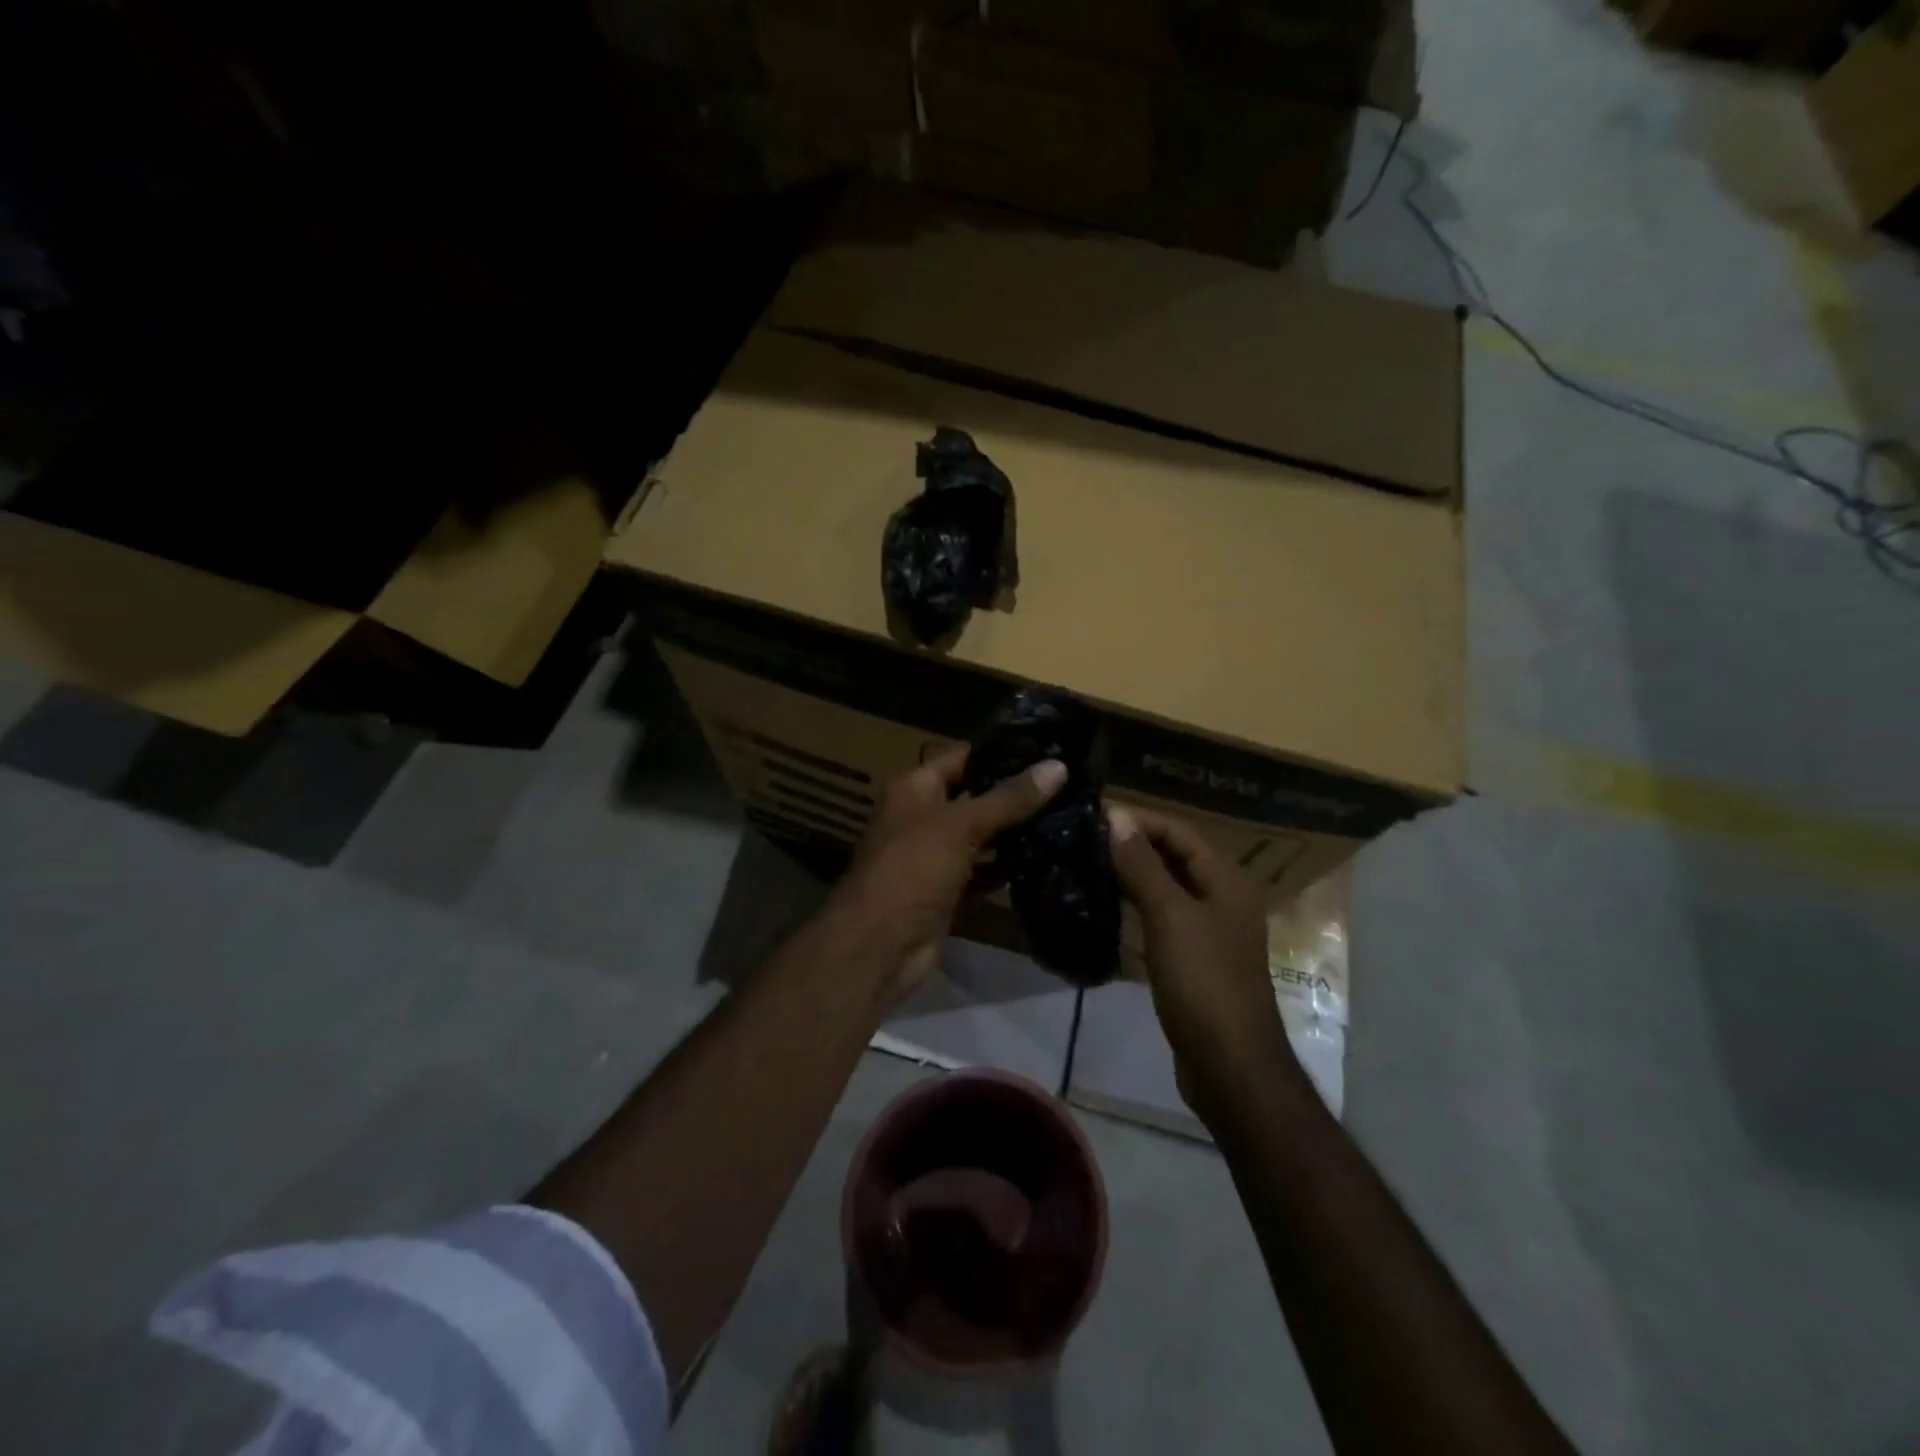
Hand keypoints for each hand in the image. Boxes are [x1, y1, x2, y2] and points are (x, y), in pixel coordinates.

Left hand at [832, 746, 1066, 1005]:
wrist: (881, 945)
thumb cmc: (913, 869)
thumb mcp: (961, 825)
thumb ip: (1009, 798)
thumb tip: (1059, 767)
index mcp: (915, 788)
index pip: (962, 757)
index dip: (1001, 752)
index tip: (1048, 747)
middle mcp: (923, 816)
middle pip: (975, 796)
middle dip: (1015, 793)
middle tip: (1068, 783)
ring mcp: (935, 855)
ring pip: (981, 835)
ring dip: (1015, 831)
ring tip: (1066, 815)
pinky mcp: (948, 890)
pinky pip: (983, 871)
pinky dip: (1007, 867)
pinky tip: (1045, 858)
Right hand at [1107, 806, 1293, 1124]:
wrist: (1229, 1064)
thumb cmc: (1203, 981)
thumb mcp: (1170, 916)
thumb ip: (1142, 865)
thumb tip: (1116, 816)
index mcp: (1227, 880)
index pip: (1180, 831)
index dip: (1139, 819)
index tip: (1094, 814)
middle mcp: (1223, 898)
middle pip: (1175, 856)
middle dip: (1134, 844)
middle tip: (1085, 837)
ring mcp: (1210, 930)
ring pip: (1167, 887)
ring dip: (1133, 873)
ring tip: (1088, 864)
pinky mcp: (1195, 958)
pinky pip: (1163, 917)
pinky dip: (1137, 905)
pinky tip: (1107, 905)